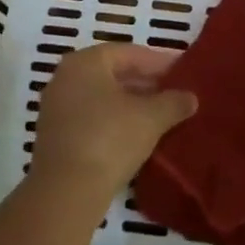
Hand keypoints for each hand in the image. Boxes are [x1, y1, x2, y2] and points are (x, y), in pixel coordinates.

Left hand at [29, 44, 196, 210]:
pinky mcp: (54, 136)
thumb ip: (173, 102)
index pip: (129, 53)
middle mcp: (65, 77)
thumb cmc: (110, 139)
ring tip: (161, 115)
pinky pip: (91, 118)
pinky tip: (136, 136)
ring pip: (102, 98)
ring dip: (131, 104)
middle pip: (113, 74)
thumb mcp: (151, 118)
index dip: (159, 62)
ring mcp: (56, 108)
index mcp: (85, 62)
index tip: (183, 72)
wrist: (66, 192)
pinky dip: (114, 122)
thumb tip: (190, 97)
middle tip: (175, 93)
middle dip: (145, 83)